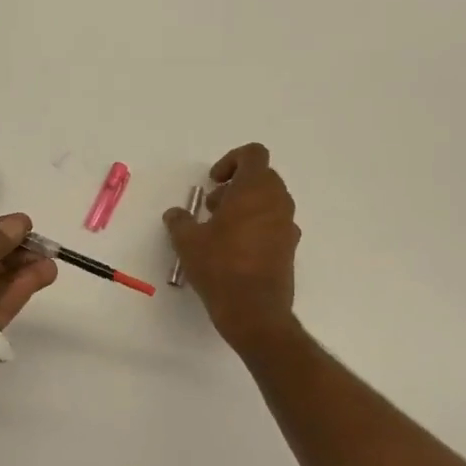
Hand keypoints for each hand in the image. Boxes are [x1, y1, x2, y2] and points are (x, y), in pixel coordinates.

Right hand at [164, 144, 300, 350]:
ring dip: (246, 207)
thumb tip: (176, 214)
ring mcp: (288, 226)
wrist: (254, 310)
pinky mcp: (289, 248)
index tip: (213, 182)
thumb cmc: (220, 266)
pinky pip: (274, 225)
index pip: (253, 155)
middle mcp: (278, 202)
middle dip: (236, 186)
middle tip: (212, 208)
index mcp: (255, 189)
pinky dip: (256, 227)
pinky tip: (235, 250)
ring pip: (269, 202)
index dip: (231, 161)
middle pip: (262, 177)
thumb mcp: (187, 241)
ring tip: (220, 231)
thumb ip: (180, 221)